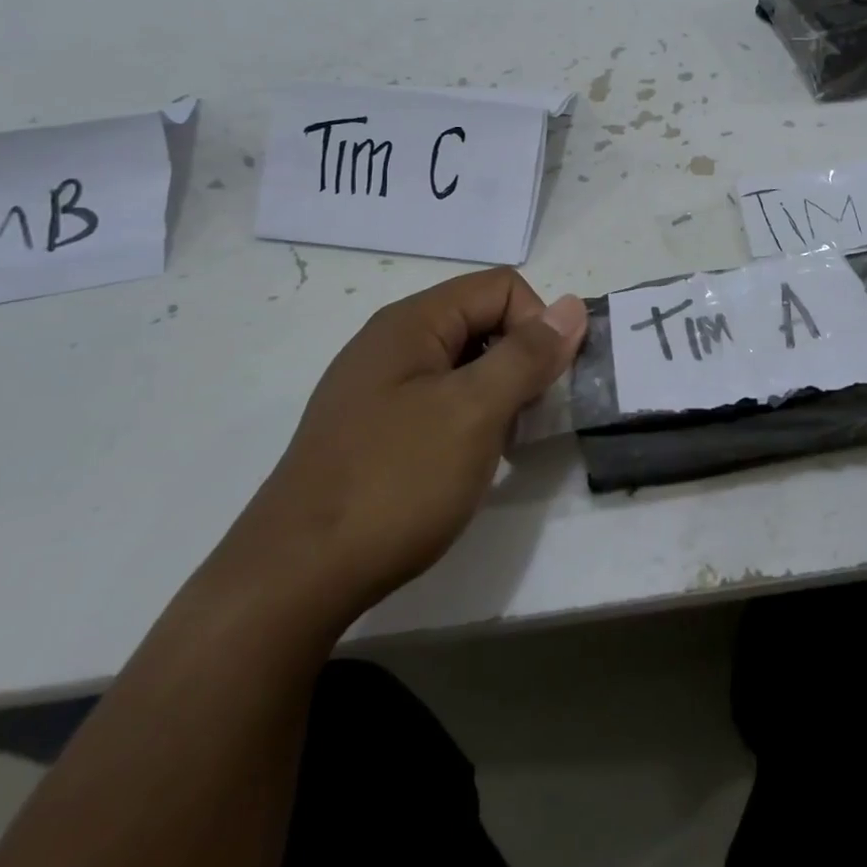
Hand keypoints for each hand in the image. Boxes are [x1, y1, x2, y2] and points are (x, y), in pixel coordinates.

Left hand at [212, 268, 586, 636]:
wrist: (293, 579)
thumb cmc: (394, 482)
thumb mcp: (474, 412)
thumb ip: (527, 354)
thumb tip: (573, 306)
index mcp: (412, 322)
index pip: (502, 287)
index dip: (536, 326)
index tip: (542, 385)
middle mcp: (392, 342)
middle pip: (482, 321)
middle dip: (519, 362)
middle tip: (523, 421)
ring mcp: (377, 386)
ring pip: (464, 364)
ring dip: (496, 396)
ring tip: (496, 448)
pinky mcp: (372, 427)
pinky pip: (438, 400)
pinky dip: (467, 420)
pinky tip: (462, 464)